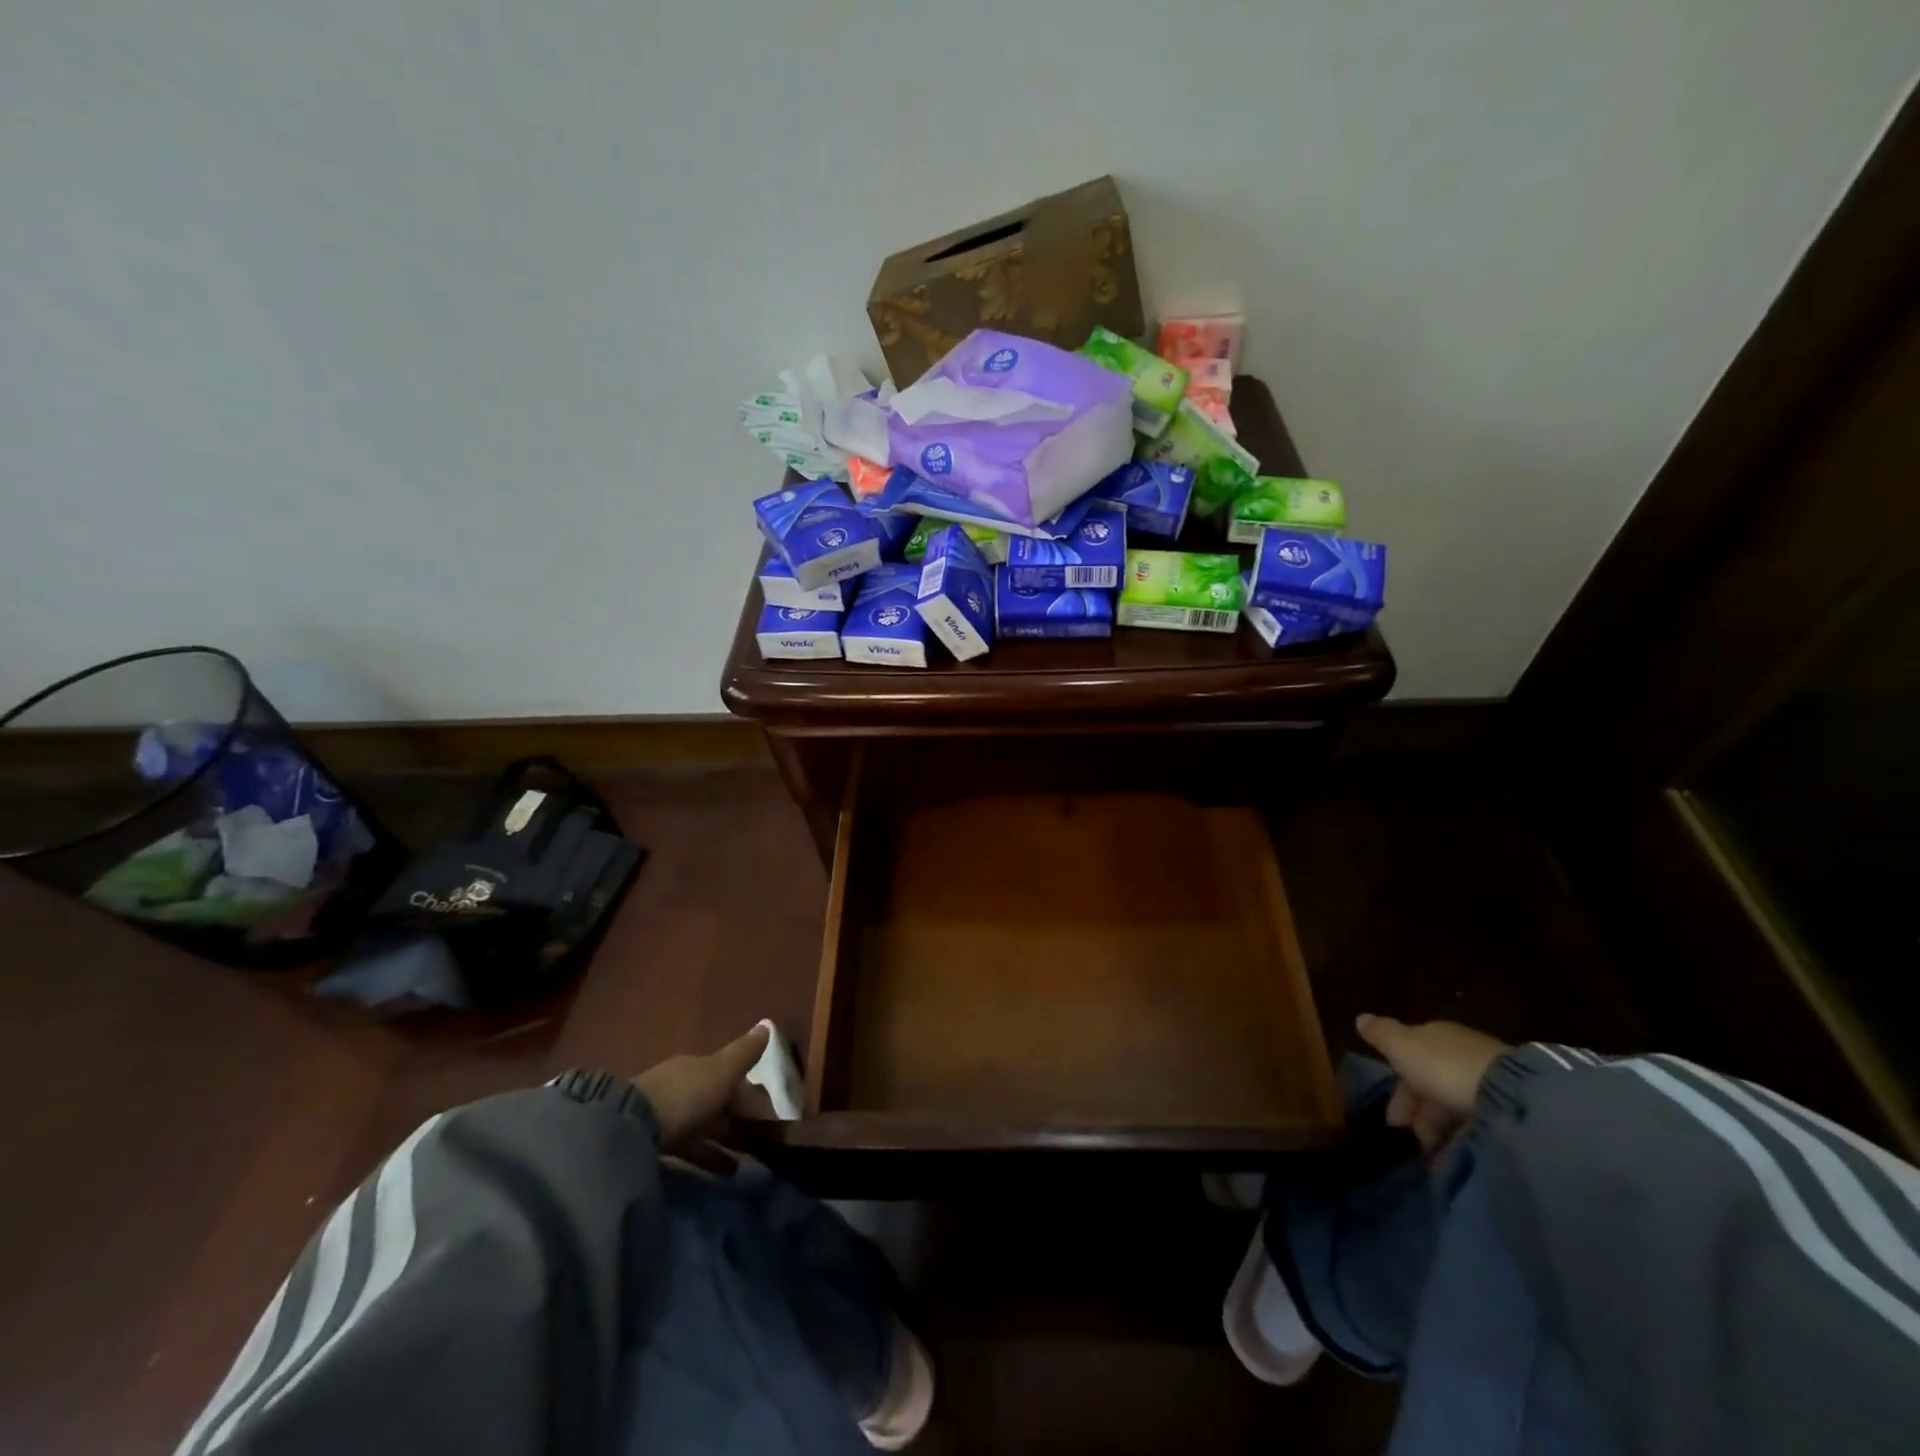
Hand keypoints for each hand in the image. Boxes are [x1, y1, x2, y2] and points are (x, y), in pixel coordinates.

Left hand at [633, 1024, 771, 1150]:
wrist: (629, 1131)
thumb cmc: (685, 1095)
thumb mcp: (721, 1072)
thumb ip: (744, 1053)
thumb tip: (768, 1024)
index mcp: (697, 1066)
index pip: (731, 1076)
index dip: (752, 1094)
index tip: (772, 1115)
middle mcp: (682, 1086)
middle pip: (717, 1101)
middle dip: (740, 1118)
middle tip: (763, 1140)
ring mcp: (666, 1116)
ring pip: (704, 1126)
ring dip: (725, 1141)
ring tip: (746, 1162)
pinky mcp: (655, 1145)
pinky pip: (690, 1148)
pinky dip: (708, 1157)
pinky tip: (725, 1172)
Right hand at [1355, 1014, 1511, 1154]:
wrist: (1508, 1094)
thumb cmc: (1442, 1066)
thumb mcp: (1402, 1046)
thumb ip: (1381, 1034)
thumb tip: (1361, 1018)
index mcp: (1434, 1035)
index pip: (1408, 1057)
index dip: (1397, 1088)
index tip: (1392, 1120)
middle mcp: (1460, 1052)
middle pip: (1431, 1082)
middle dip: (1418, 1112)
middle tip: (1410, 1141)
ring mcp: (1488, 1079)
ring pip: (1453, 1104)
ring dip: (1438, 1129)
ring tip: (1432, 1157)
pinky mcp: (1510, 1107)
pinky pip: (1475, 1123)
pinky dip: (1461, 1138)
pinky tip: (1454, 1156)